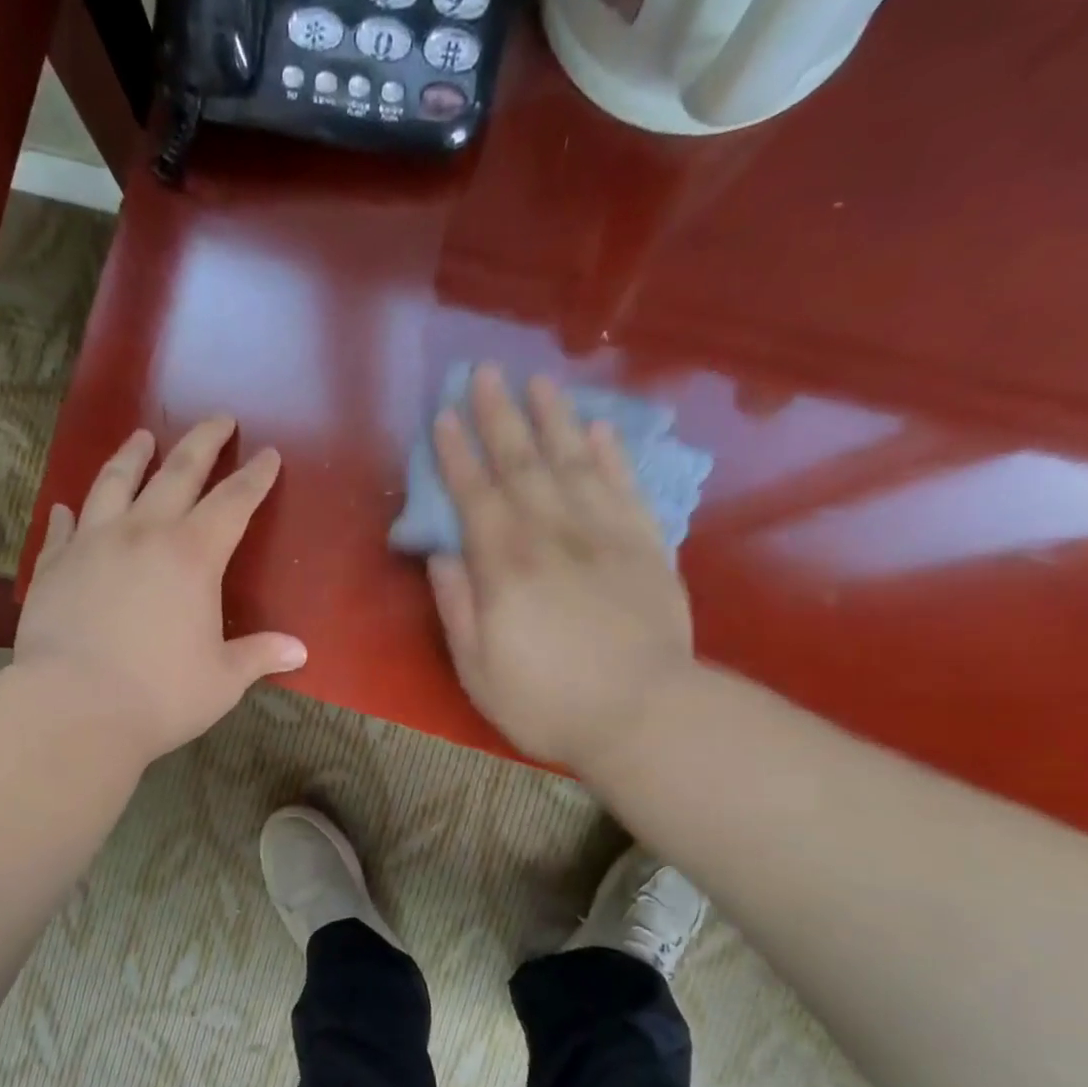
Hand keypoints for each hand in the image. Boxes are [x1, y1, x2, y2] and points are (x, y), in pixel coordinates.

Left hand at [15, 417, 307, 766]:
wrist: (73, 708)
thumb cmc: (160, 695)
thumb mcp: (222, 680)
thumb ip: (258, 656)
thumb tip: (299, 651)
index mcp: (193, 556)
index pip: (233, 503)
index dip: (255, 477)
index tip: (268, 454)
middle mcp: (143, 534)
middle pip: (178, 473)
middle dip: (203, 442)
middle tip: (219, 418)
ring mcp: (92, 544)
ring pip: (114, 483)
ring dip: (132, 456)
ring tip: (141, 436)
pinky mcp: (53, 566)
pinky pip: (62, 529)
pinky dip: (69, 514)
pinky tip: (68, 506)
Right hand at [427, 364, 694, 769]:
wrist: (644, 715)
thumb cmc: (546, 701)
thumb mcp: (477, 668)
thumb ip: (457, 606)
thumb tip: (442, 554)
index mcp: (506, 565)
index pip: (475, 495)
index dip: (457, 454)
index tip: (444, 416)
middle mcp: (553, 534)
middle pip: (522, 463)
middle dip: (500, 416)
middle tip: (485, 372)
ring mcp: (604, 534)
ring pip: (574, 462)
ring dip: (554, 418)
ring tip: (539, 381)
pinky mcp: (646, 545)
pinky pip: (625, 487)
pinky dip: (612, 455)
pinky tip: (599, 429)